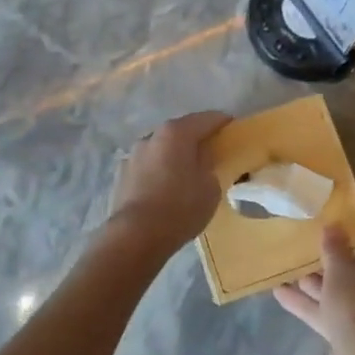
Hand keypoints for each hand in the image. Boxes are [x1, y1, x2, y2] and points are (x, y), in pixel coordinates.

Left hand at [105, 111, 232, 257]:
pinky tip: (166, 186)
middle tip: (212, 151)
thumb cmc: (180, 207)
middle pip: (180, 131)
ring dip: (174, 155)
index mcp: (176, 133)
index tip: (233, 128)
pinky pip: (148, 166)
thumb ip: (209, 166)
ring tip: (186, 171)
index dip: (222, 122)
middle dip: (196, 138)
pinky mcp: (122, 174)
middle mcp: (152, 136)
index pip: (206, 119)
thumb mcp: (210, 187)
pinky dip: (159, 170)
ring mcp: (133, 155)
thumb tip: (201, 160)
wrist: (135, 235)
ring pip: (161, 149)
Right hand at [275, 198, 354, 354]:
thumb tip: (333, 227)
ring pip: (345, 291)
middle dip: (340, 252)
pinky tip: (281, 293)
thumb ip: (335, 248)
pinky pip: (332, 312)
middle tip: (322, 231)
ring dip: (320, 280)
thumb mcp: (342, 270)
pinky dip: (311, 303)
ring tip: (294, 263)